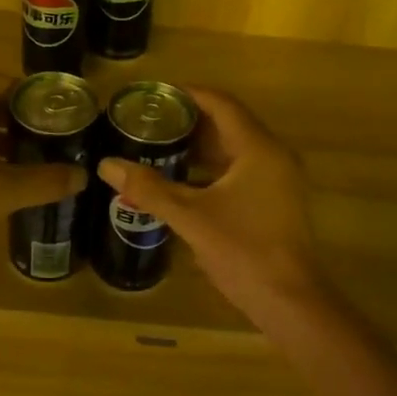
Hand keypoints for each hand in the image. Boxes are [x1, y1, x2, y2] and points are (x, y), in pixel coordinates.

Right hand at [97, 87, 324, 318]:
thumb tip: (107, 165)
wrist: (289, 301)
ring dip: (201, 147)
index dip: (189, 94)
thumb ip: (149, 188)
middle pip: (229, 124)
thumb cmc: (243, 250)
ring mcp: (278, 180)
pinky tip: (184, 182)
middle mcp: (273, 156)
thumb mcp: (190, 217)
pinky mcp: (276, 201)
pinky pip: (242, 170)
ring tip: (161, 147)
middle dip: (191, 121)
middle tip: (152, 122)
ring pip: (236, 150)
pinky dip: (213, 170)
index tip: (157, 94)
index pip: (222, 104)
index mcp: (258, 148)